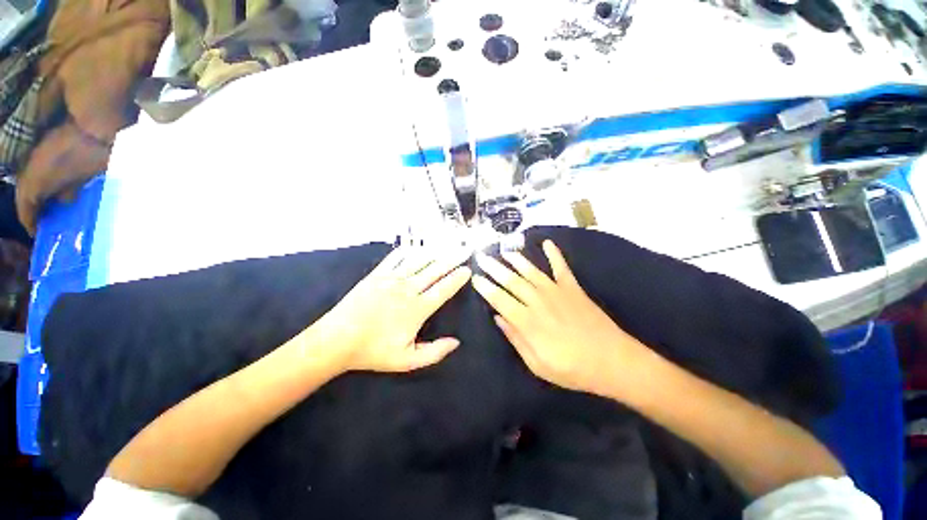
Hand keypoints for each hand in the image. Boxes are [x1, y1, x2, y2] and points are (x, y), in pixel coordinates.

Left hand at [320, 246, 471, 373]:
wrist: (336, 340)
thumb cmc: (372, 351)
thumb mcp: (406, 361)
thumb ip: (434, 352)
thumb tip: (456, 342)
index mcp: (417, 308)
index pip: (444, 289)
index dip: (457, 278)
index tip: (468, 269)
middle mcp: (408, 289)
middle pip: (436, 270)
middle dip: (453, 259)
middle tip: (464, 250)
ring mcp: (392, 278)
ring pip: (419, 260)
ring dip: (435, 252)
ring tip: (447, 245)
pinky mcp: (377, 274)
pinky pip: (396, 257)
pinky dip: (408, 250)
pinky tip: (416, 246)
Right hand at [472, 240, 645, 396]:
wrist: (613, 361)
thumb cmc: (572, 368)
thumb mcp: (537, 364)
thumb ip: (515, 338)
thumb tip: (498, 318)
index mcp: (528, 321)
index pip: (499, 299)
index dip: (485, 287)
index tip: (475, 277)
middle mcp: (538, 301)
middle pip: (511, 280)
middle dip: (494, 268)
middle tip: (481, 257)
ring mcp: (557, 291)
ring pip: (531, 271)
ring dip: (516, 259)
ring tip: (504, 251)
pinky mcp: (573, 288)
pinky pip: (561, 267)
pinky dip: (554, 254)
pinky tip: (547, 243)